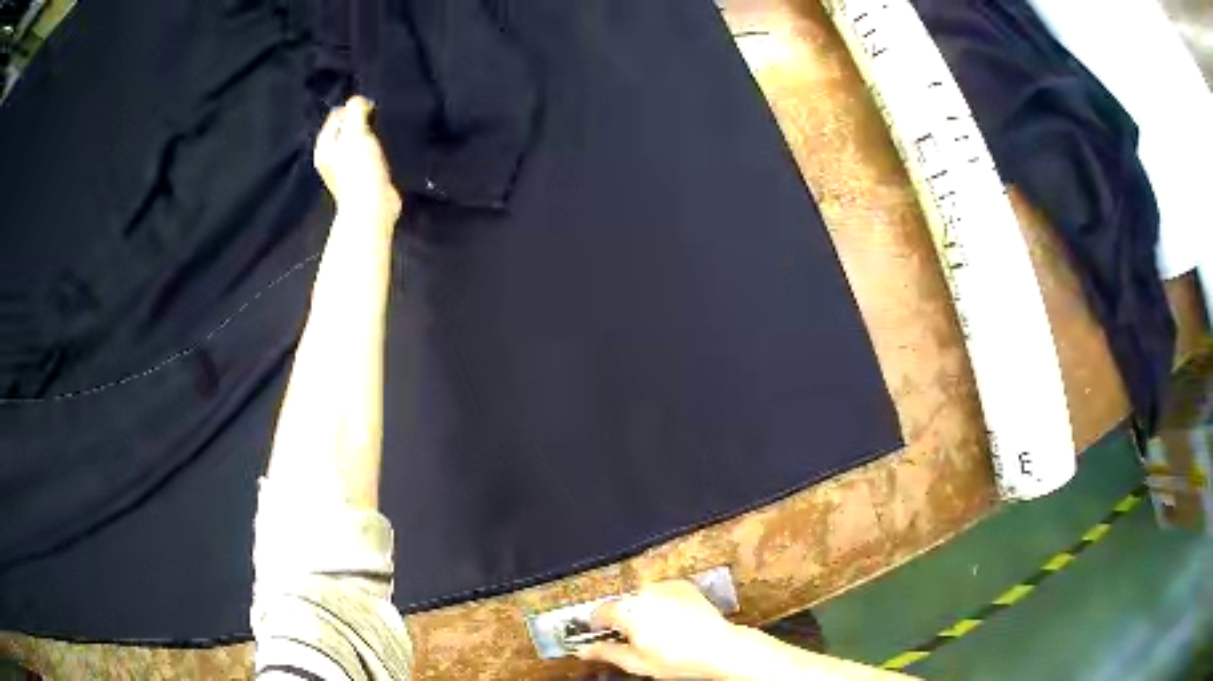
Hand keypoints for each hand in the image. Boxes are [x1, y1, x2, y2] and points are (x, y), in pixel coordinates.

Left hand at [314, 96, 400, 220]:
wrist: (372, 207)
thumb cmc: (359, 169)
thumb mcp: (355, 133)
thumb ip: (355, 111)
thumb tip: (359, 101)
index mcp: (324, 147)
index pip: (336, 115)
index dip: (353, 107)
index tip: (371, 109)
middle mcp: (332, 157)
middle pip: (346, 128)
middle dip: (362, 121)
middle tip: (378, 120)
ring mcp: (347, 169)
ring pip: (358, 141)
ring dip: (370, 135)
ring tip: (384, 132)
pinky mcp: (363, 177)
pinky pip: (369, 154)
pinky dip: (377, 149)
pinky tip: (386, 148)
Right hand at [575, 580, 738, 678]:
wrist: (718, 648)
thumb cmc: (679, 658)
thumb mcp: (636, 663)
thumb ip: (606, 652)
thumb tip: (584, 650)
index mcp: (628, 611)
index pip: (599, 611)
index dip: (597, 624)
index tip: (598, 632)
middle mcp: (644, 593)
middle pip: (622, 603)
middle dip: (622, 618)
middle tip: (631, 637)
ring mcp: (665, 587)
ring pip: (641, 597)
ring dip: (642, 609)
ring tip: (655, 631)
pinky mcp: (682, 586)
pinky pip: (662, 592)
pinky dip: (661, 603)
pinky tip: (670, 620)